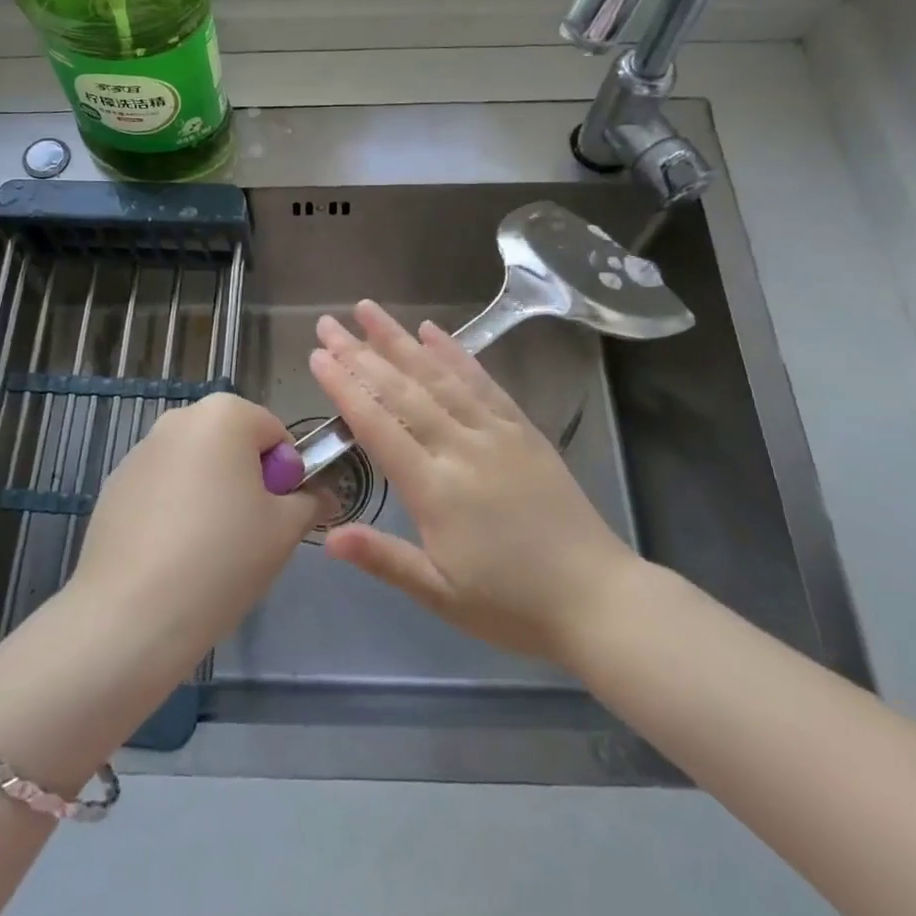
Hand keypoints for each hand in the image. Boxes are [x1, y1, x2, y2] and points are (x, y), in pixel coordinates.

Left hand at [66, 393, 316, 675]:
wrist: (131, 614)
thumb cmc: (222, 558)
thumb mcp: (285, 530)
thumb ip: (310, 502)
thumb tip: (321, 496)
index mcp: (224, 414)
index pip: (275, 434)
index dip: (286, 476)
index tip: (277, 517)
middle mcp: (178, 419)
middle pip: (232, 445)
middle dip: (246, 482)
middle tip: (249, 536)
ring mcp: (140, 451)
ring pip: (196, 468)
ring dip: (210, 495)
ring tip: (207, 552)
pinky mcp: (114, 486)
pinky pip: (161, 490)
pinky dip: (174, 512)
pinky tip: (171, 558)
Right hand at [309, 301, 639, 663]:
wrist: (598, 599)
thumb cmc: (511, 605)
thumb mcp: (440, 594)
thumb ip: (384, 558)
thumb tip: (325, 537)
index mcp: (435, 489)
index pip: (378, 426)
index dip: (345, 388)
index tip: (318, 357)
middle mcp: (462, 448)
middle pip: (402, 390)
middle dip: (360, 353)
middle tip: (327, 323)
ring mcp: (496, 433)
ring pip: (439, 375)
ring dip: (401, 339)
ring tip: (369, 310)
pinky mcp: (523, 429)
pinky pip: (483, 381)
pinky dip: (456, 353)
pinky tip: (433, 331)